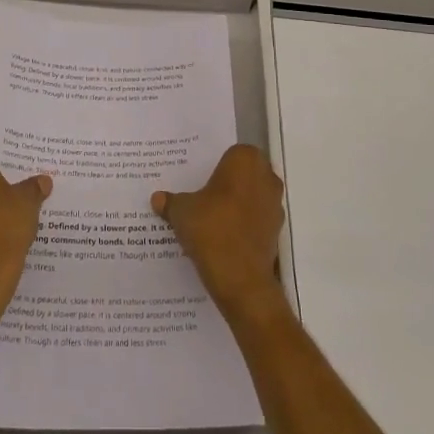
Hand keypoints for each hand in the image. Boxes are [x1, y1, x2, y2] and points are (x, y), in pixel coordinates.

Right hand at [153, 144, 287, 323]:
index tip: (199, 179)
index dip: (214, 166)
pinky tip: (222, 237)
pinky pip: (256, 219)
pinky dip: (243, 225)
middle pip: (243, 174)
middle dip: (226, 183)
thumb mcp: (181, 212)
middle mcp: (266, 176)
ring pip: (251, 196)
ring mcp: (275, 204)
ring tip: (209, 218)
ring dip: (236, 204)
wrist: (241, 280)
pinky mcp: (276, 231)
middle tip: (201, 196)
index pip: (230, 153)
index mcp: (245, 160)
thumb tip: (157, 198)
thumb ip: (170, 202)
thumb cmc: (211, 230)